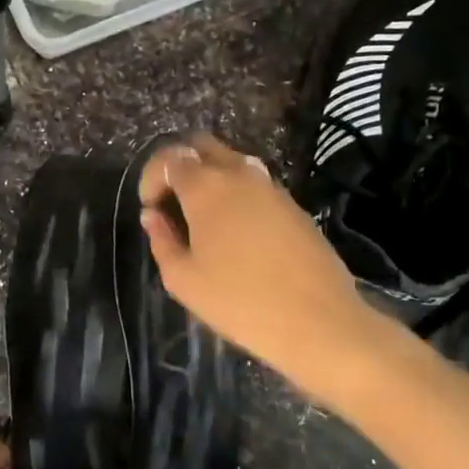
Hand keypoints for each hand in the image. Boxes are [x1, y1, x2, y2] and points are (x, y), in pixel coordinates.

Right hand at [139, 133, 378, 379]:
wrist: (319, 322)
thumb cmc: (240, 302)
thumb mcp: (183, 279)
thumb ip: (162, 240)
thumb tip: (153, 216)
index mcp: (205, 186)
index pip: (169, 158)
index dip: (151, 178)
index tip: (149, 208)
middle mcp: (239, 174)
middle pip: (202, 145)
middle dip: (180, 166)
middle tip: (173, 203)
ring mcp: (271, 186)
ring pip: (231, 162)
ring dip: (210, 178)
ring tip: (203, 220)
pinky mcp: (293, 204)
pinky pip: (254, 184)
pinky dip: (236, 194)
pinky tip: (236, 233)